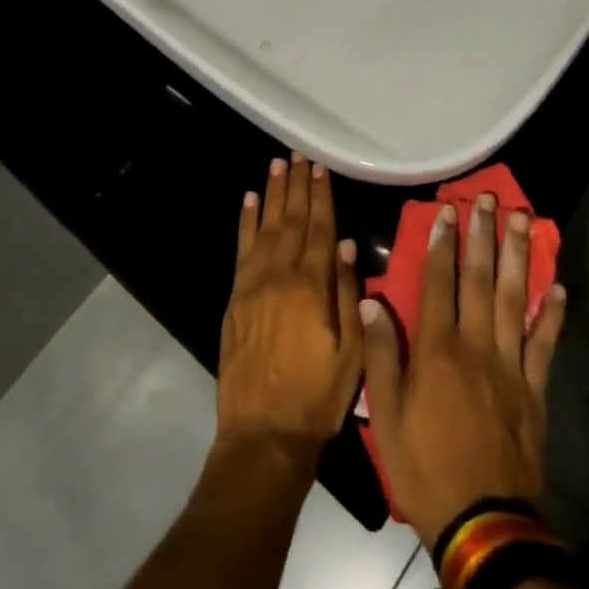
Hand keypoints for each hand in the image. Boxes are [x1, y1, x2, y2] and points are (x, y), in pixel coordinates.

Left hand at [217, 153, 363, 461]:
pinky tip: (249, 201)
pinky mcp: (236, 297)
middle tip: (299, 155)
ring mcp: (253, 284)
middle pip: (291, 220)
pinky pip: (241, 249)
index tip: (321, 168)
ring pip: (265, 227)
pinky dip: (245, 222)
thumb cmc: (317, 397)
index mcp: (311, 287)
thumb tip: (347, 244)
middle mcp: (280, 275)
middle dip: (297, 186)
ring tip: (277, 165)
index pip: (319, 229)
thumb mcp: (352, 353)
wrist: (263, 433)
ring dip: (273, 194)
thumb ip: (349, 294)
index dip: (321, 196)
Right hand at [361, 195, 565, 543]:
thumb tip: (371, 302)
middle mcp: (476, 347)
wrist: (482, 523)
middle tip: (489, 198)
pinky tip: (558, 285)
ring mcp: (510, 367)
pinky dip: (552, 314)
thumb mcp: (385, 416)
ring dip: (518, 257)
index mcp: (437, 351)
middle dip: (484, 235)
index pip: (439, 284)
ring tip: (523, 220)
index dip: (442, 245)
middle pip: (480, 281)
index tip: (448, 211)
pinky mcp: (534, 390)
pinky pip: (545, 344)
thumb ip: (379, 355)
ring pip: (515, 300)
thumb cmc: (424, 467)